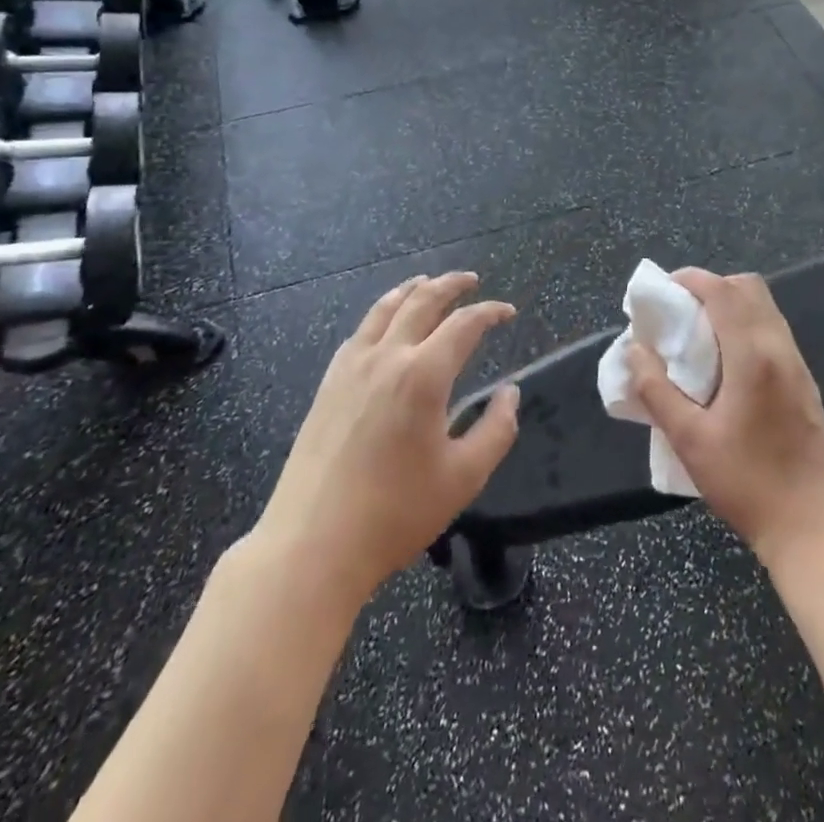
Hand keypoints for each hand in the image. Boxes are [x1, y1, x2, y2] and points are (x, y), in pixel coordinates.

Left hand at [243, 272, 520, 604]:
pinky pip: (360, 332)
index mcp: (423, 375)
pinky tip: (384, 323)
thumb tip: (511, 393)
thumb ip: (497, 430)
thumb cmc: (395, 513)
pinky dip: (381, 314)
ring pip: (385, 308)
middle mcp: (387, 357)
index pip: (464, 324)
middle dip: (450, 284)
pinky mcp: (328, 384)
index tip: (508, 312)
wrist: (313, 543)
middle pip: (422, 301)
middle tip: (470, 280)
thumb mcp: (464, 478)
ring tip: (427, 282)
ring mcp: (352, 367)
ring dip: (412, 289)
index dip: (490, 312)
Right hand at [625, 268, 823, 566]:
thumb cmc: (745, 482)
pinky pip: (774, 332)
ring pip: (765, 308)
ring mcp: (798, 365)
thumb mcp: (689, 440)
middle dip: (713, 287)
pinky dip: (747, 325)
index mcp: (752, 356)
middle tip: (682, 311)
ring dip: (732, 305)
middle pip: (750, 288)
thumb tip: (635, 350)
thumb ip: (657, 391)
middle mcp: (779, 349)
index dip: (693, 279)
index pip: (724, 292)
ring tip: (700, 334)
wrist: (811, 526)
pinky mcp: (805, 383)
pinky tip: (727, 362)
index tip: (665, 288)